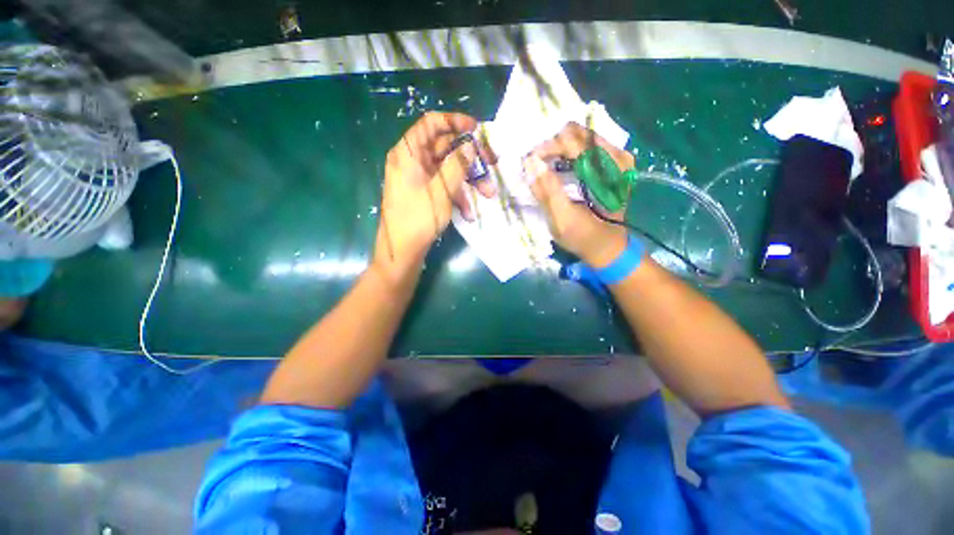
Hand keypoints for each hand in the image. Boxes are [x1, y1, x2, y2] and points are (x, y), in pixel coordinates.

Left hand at [373, 112, 494, 280]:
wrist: (402, 252)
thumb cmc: (418, 219)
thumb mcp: (441, 191)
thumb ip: (457, 165)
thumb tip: (470, 145)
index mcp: (409, 153)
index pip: (431, 124)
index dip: (454, 122)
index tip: (476, 129)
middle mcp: (412, 161)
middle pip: (445, 148)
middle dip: (470, 158)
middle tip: (492, 164)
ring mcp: (418, 178)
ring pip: (448, 169)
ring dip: (468, 181)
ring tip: (487, 194)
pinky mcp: (424, 193)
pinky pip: (443, 186)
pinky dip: (458, 195)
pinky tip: (469, 212)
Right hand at [524, 122, 630, 267]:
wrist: (608, 247)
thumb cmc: (584, 237)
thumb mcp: (562, 220)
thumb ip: (547, 191)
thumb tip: (530, 161)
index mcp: (608, 171)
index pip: (571, 141)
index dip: (546, 148)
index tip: (529, 163)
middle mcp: (616, 157)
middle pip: (576, 133)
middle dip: (551, 146)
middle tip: (535, 165)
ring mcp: (616, 158)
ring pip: (580, 137)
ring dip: (557, 148)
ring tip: (543, 166)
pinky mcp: (612, 163)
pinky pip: (585, 146)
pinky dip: (567, 153)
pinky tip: (557, 166)